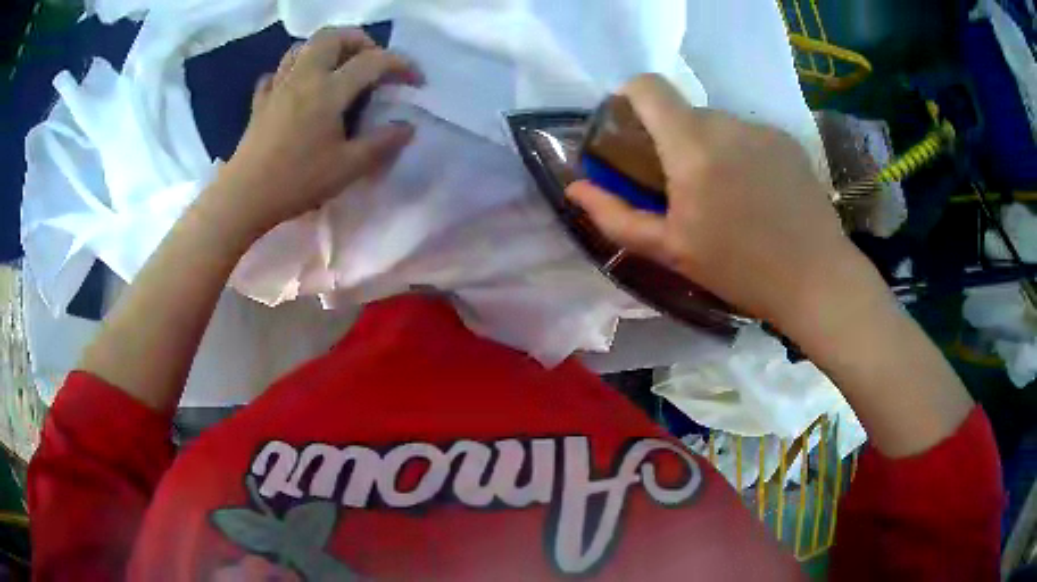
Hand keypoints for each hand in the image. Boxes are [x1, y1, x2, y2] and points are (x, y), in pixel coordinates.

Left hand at [203, 27, 422, 241]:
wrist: (244, 197)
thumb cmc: (297, 181)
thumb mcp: (347, 168)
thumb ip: (381, 144)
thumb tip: (407, 127)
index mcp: (328, 90)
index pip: (372, 61)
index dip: (400, 65)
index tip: (415, 80)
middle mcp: (304, 77)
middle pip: (333, 36)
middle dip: (359, 41)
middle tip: (372, 61)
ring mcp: (278, 86)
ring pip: (302, 47)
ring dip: (326, 49)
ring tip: (337, 67)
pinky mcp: (261, 101)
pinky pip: (277, 73)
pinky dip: (292, 71)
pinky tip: (298, 87)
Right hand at [566, 74, 858, 331]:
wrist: (816, 279)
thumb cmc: (739, 270)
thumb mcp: (670, 251)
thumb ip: (616, 216)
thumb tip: (575, 189)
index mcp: (693, 146)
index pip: (649, 87)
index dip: (629, 97)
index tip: (630, 128)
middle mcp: (727, 124)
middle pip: (684, 111)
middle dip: (672, 138)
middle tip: (682, 185)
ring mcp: (762, 129)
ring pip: (718, 124)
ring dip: (708, 148)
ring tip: (725, 196)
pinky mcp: (787, 140)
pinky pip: (748, 135)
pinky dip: (740, 154)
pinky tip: (757, 195)